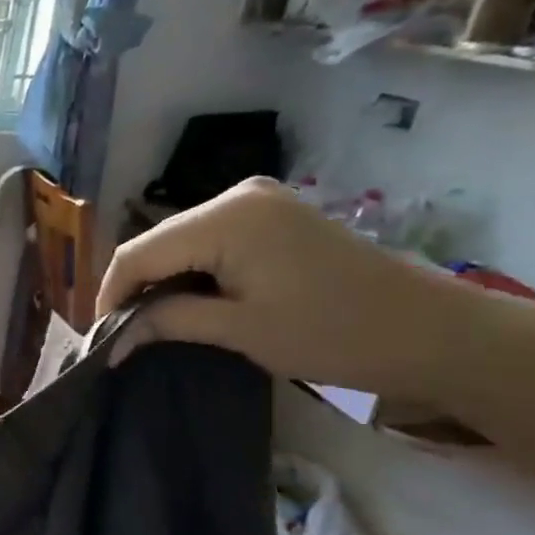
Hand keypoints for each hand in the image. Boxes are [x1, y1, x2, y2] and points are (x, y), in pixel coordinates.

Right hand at [96, 177, 485, 399]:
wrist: (433, 332)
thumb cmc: (334, 334)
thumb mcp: (240, 331)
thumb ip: (167, 322)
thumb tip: (111, 339)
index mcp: (226, 217)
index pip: (139, 253)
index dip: (110, 294)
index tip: (100, 338)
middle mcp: (235, 195)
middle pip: (158, 242)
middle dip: (135, 288)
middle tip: (123, 334)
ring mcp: (258, 201)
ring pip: (181, 241)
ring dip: (162, 280)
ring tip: (151, 322)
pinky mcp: (273, 215)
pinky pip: (210, 239)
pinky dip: (191, 270)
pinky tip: (189, 299)